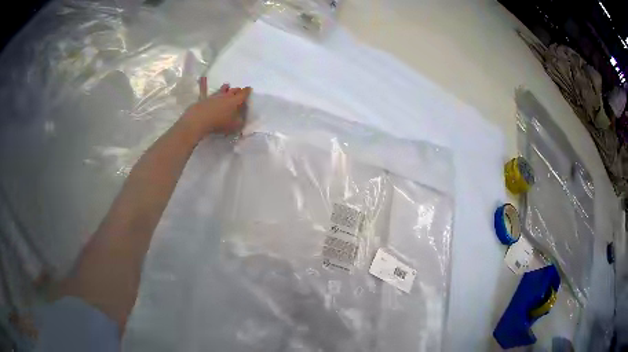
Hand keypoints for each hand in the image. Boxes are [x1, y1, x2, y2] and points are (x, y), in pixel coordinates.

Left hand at [178, 83, 251, 140]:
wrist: (199, 119)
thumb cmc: (219, 122)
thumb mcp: (234, 126)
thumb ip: (240, 121)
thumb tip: (242, 118)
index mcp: (235, 101)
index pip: (243, 94)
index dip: (247, 91)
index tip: (249, 88)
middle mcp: (226, 96)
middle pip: (233, 90)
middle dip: (237, 90)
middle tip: (239, 90)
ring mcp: (214, 96)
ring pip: (222, 89)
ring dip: (225, 87)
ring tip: (227, 85)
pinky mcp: (205, 99)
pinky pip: (207, 91)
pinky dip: (206, 86)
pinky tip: (204, 81)